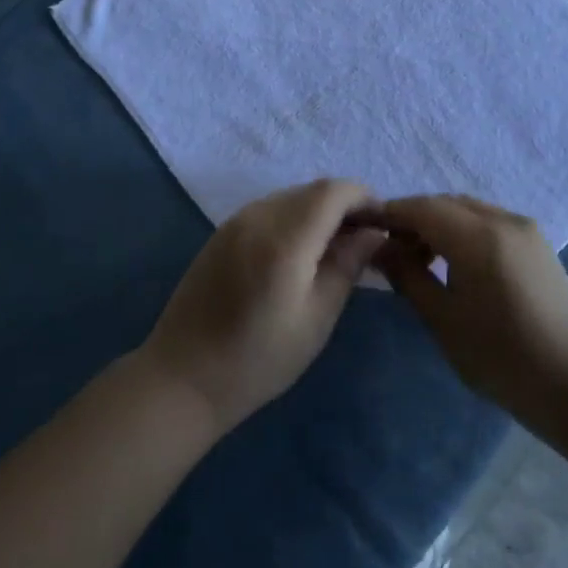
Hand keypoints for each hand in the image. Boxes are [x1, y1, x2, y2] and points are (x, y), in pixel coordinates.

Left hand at [137, 180, 383, 435]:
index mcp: (284, 237)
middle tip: (366, 240)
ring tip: (337, 248)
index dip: (364, 198)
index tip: (384, 222)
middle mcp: (258, 215)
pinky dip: (294, 218)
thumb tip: (372, 233)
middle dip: (345, 205)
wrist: (182, 377)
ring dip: (319, 211)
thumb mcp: (316, 319)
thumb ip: (346, 266)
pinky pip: (269, 209)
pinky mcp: (222, 231)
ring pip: (291, 197)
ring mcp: (236, 220)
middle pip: (313, 190)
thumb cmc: (258, 359)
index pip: (334, 191)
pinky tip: (301, 252)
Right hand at [376, 195, 567, 424]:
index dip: (390, 213)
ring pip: (468, 210)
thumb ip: (407, 275)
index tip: (364, 225)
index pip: (422, 208)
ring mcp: (525, 228)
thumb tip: (380, 247)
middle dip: (414, 218)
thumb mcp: (443, 319)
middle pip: (445, 204)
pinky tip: (455, 261)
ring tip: (421, 258)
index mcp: (478, 237)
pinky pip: (489, 221)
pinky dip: (464, 230)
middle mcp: (503, 220)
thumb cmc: (500, 357)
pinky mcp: (537, 243)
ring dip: (439, 223)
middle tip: (390, 247)